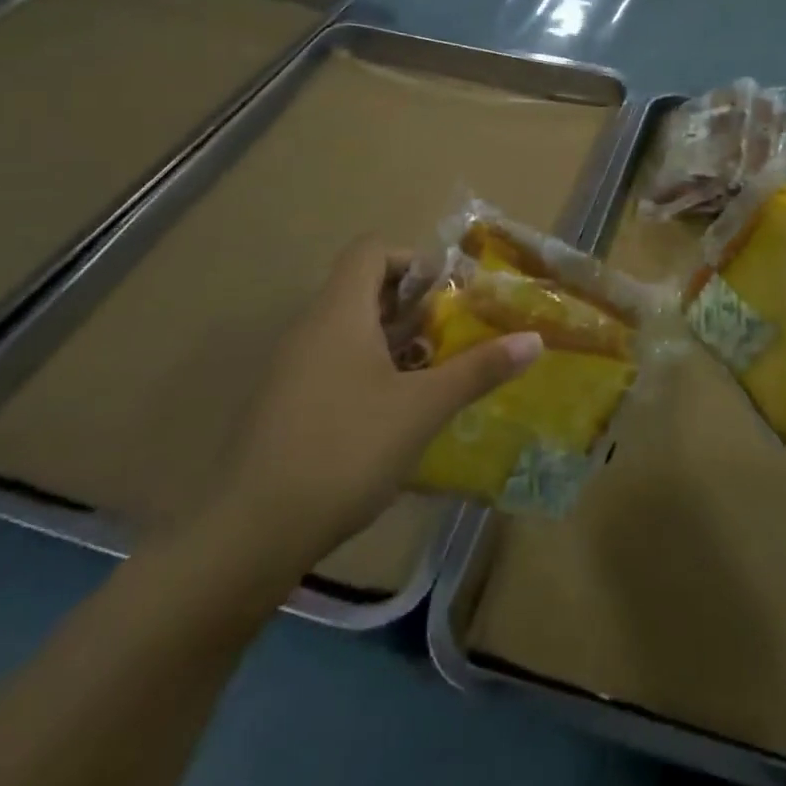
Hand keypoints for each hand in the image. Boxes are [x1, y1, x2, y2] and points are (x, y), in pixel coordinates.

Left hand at [210, 237, 540, 572]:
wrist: (250, 534)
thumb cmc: (345, 449)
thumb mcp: (423, 408)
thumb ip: (478, 369)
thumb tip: (534, 340)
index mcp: (339, 313)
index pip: (370, 251)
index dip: (412, 259)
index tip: (448, 292)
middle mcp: (311, 329)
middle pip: (363, 289)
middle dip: (414, 305)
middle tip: (454, 332)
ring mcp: (293, 370)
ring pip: (351, 331)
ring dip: (395, 341)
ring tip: (436, 372)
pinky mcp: (285, 407)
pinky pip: (334, 365)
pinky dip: (370, 371)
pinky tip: (397, 413)